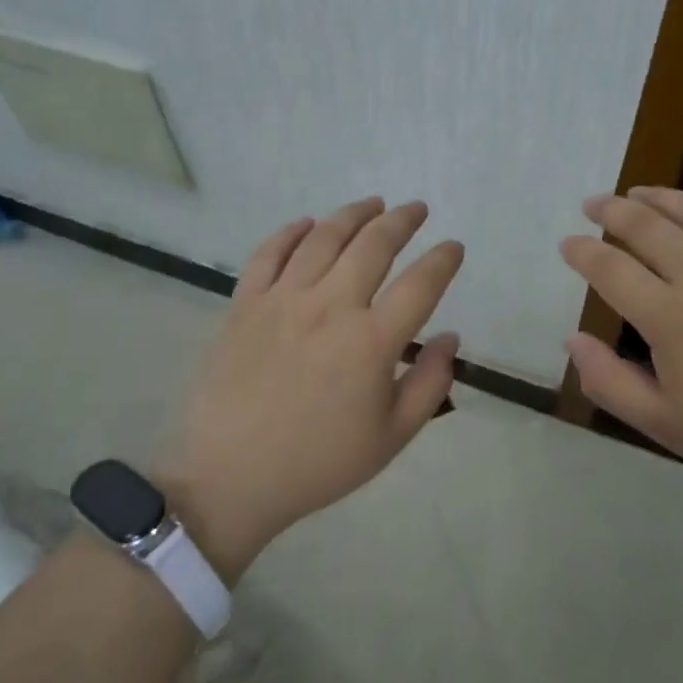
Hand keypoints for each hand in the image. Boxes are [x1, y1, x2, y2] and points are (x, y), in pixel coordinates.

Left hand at [158, 198, 464, 578]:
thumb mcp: (391, 437)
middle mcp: (330, 307)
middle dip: (402, 220)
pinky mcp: (244, 304)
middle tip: (416, 209)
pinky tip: (308, 223)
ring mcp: (283, 300)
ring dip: (353, 214)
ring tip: (372, 204)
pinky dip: (291, 232)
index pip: (421, 283)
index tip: (453, 248)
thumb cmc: (318, 463)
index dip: (443, 260)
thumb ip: (430, 384)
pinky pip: (269, 253)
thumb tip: (450, 338)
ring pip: (323, 238)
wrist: (229, 478)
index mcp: (371, 341)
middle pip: (374, 245)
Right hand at [560, 187, 682, 495]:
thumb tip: (573, 339)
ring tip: (635, 192)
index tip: (567, 244)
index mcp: (669, 317)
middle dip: (610, 210)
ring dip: (656, 196)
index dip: (582, 252)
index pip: (610, 268)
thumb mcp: (663, 424)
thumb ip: (609, 381)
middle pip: (645, 225)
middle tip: (591, 204)